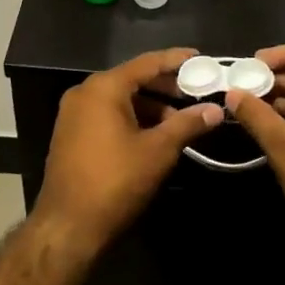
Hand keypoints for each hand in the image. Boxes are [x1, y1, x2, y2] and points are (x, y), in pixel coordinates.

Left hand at [34, 49, 223, 255]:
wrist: (68, 227)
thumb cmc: (115, 181)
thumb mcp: (158, 151)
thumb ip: (187, 124)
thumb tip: (216, 110)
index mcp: (103, 87)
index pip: (147, 63)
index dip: (176, 60)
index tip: (200, 57)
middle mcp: (85, 92)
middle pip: (132, 79)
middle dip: (165, 86)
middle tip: (196, 91)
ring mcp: (74, 113)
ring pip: (120, 99)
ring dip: (150, 106)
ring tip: (181, 120)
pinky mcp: (71, 134)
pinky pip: (107, 114)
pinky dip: (132, 118)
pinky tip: (154, 134)